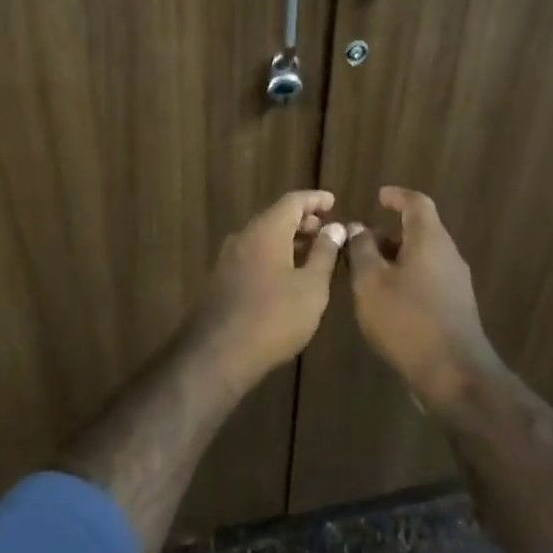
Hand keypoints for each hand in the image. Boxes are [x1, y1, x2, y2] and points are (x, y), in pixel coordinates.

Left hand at [183, 190, 345, 391]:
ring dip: (288, 240)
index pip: (293, 201)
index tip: (333, 202)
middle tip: (325, 231)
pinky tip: (287, 276)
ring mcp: (228, 258)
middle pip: (275, 217)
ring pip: (263, 237)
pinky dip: (274, 255)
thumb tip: (334, 228)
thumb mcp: (311, 286)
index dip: (315, 199)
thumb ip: (324, 253)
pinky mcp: (222, 279)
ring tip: (312, 255)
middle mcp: (244, 237)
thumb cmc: (275, 316)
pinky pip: (253, 255)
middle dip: (302, 221)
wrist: (218, 353)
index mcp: (266, 230)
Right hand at [346, 187, 499, 409]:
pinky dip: (404, 280)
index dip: (397, 196)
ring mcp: (455, 284)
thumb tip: (359, 228)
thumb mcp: (371, 282)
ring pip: (422, 259)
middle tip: (358, 245)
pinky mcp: (455, 309)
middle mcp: (448, 256)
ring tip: (364, 275)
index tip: (379, 196)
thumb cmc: (406, 319)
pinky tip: (384, 302)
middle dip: (387, 235)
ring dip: (394, 260)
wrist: (453, 373)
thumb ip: (362, 250)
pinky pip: (427, 281)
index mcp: (430, 240)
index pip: (417, 203)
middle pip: (419, 233)